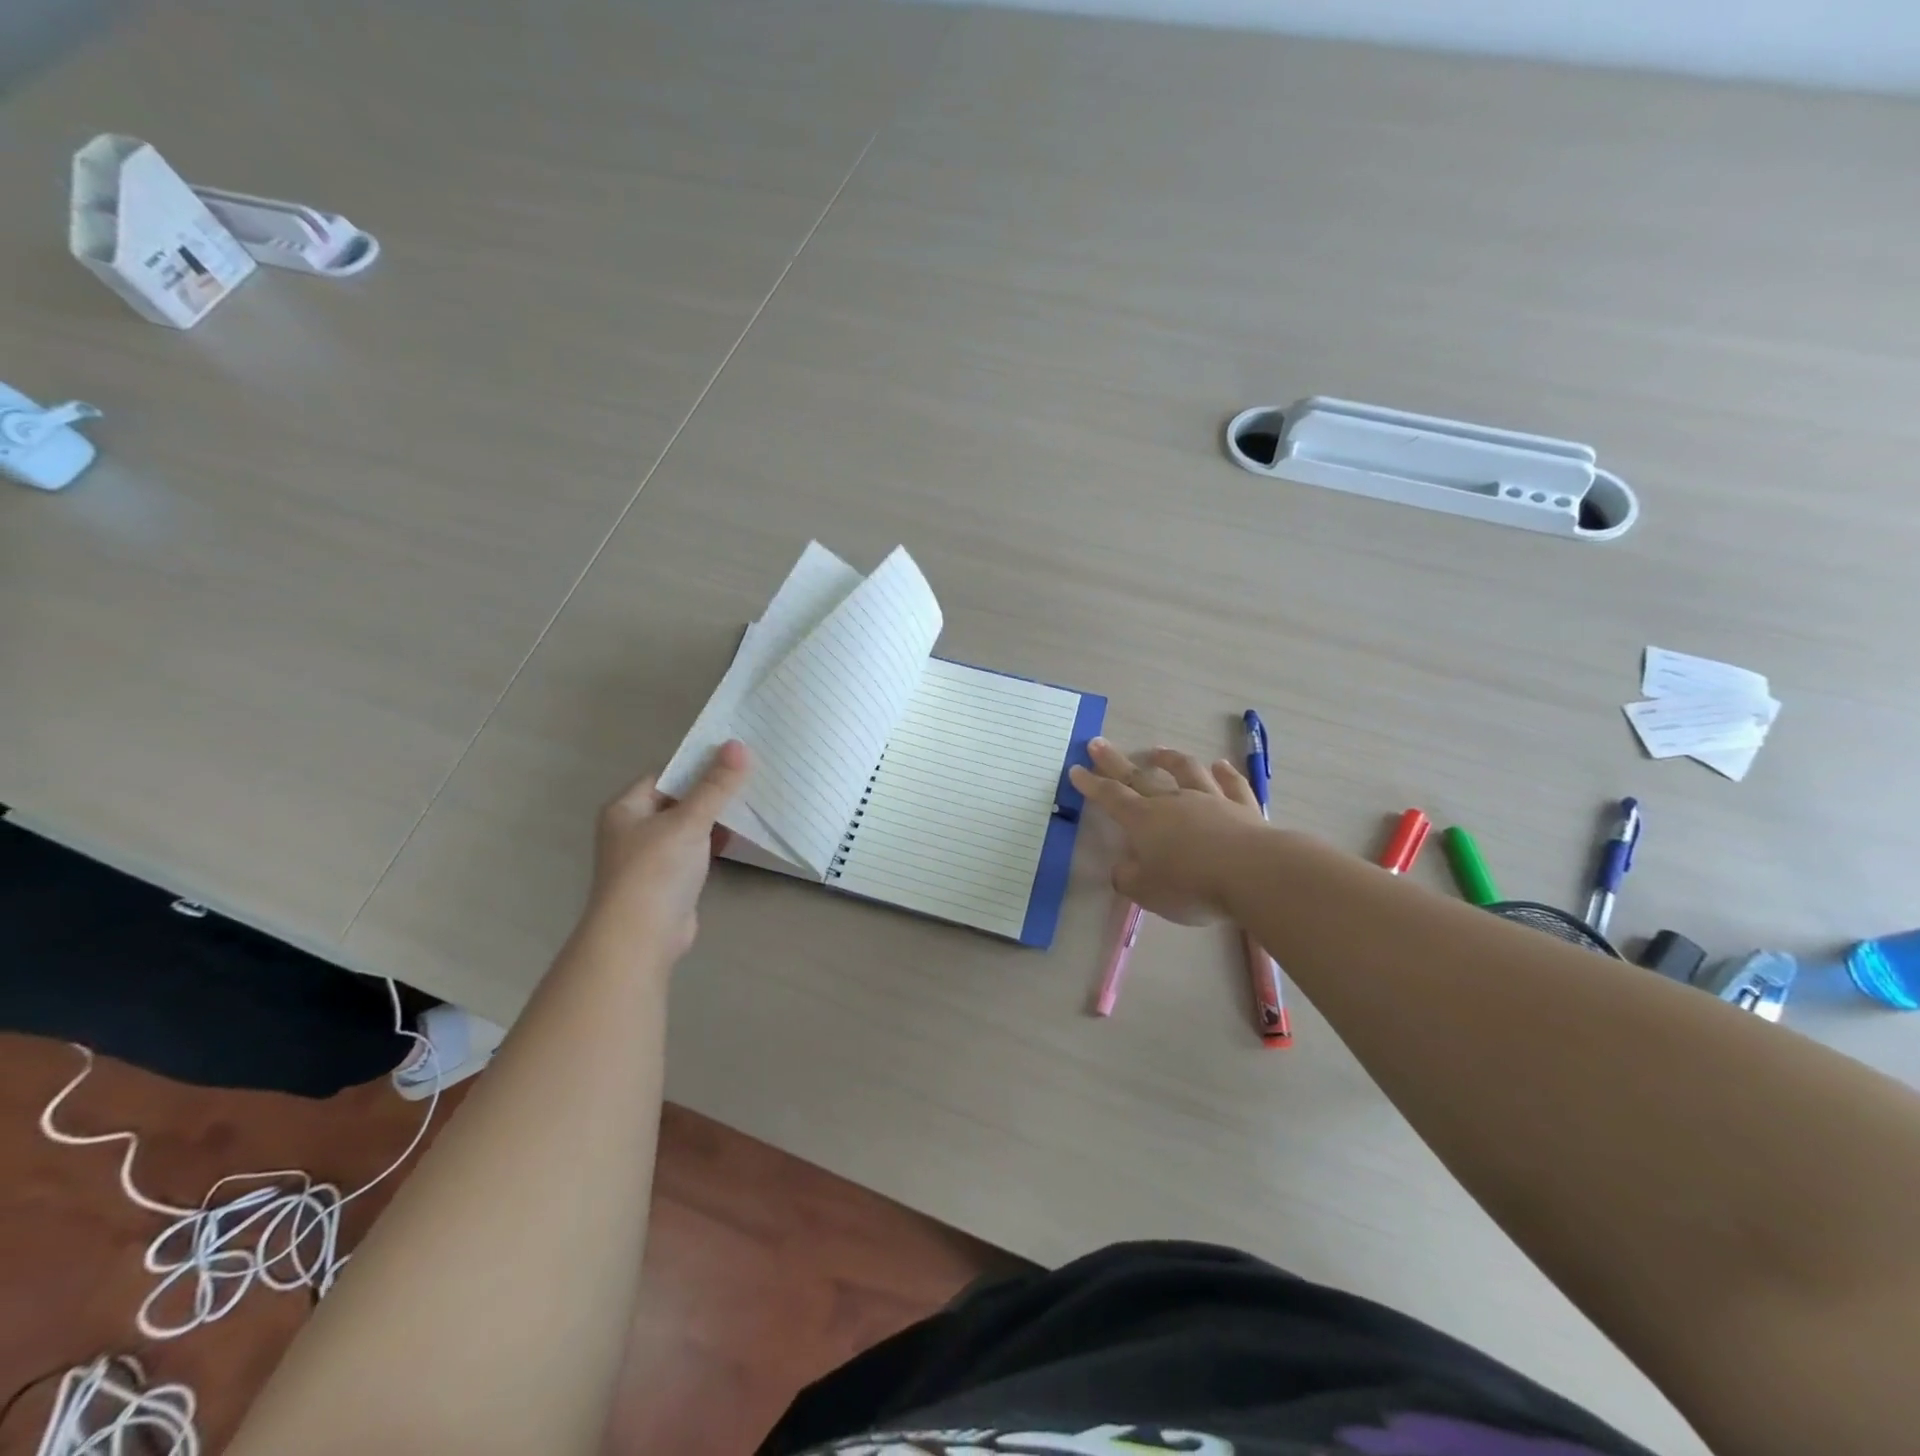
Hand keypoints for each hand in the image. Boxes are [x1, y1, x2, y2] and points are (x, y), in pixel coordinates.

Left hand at [584, 740, 750, 960]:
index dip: (697, 765)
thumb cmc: (656, 870)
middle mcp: (634, 829)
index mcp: (626, 808)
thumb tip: (739, 745)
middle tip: (750, 777)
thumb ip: (716, 785)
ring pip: (688, 826)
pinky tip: (739, 837)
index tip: (733, 757)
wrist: (641, 938)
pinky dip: (714, 843)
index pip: (666, 775)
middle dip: (711, 791)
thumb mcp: (689, 821)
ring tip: (751, 802)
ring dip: (715, 818)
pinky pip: (695, 851)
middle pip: (679, 799)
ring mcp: (651, 857)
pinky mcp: (669, 880)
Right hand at [1068, 737, 1266, 924]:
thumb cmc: (1192, 885)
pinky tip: (1221, 765)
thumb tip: (1123, 868)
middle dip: (1115, 762)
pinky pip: (1231, 784)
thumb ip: (1129, 878)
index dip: (1091, 784)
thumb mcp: (1147, 892)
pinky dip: (1225, 773)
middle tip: (1098, 744)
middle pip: (1140, 777)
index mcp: (1144, 821)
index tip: (1076, 769)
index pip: (1111, 797)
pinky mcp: (1243, 808)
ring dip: (1170, 759)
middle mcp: (1173, 802)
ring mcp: (1210, 800)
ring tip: (1159, 750)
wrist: (1254, 874)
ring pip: (1187, 771)